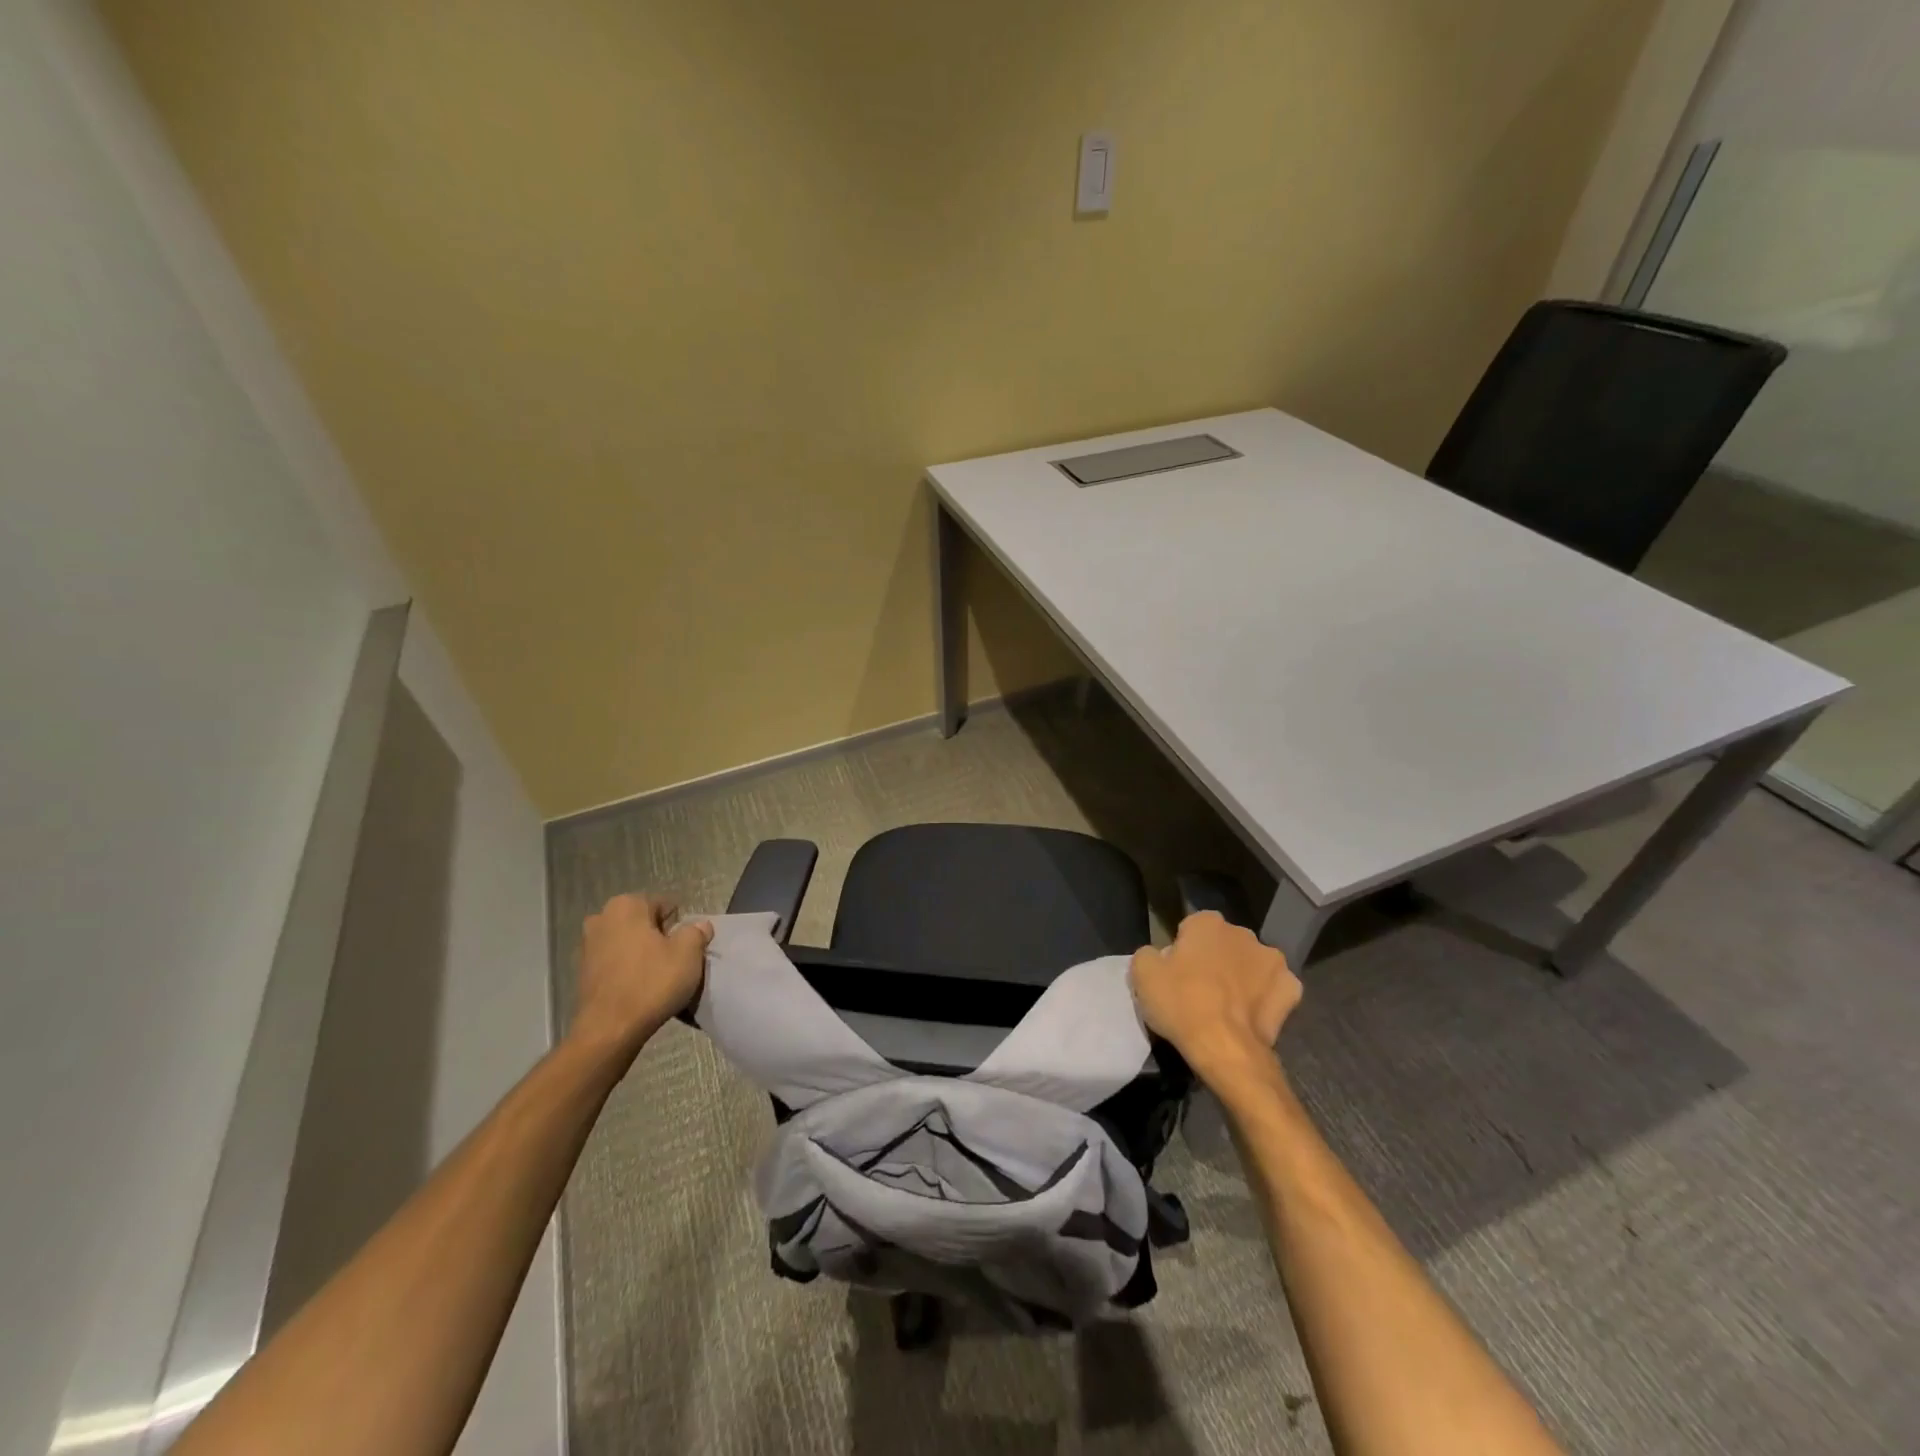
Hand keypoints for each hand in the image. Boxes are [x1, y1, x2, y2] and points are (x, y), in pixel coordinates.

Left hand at [568, 893, 712, 1065]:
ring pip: (628, 943)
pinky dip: (626, 970)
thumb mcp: (689, 953)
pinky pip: (614, 962)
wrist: (609, 1030)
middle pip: (644, 923)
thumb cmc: (652, 983)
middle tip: (671, 963)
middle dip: (658, 938)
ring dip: (641, 954)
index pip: (665, 906)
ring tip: (654, 979)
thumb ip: (697, 932)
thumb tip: (699, 926)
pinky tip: (636, 989)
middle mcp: (601, 918)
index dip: (679, 927)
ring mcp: (587, 945)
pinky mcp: (581, 972)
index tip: (683, 950)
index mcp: (626, 905)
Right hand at [1129, 911, 1301, 1085]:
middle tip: (1199, 990)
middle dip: (1215, 959)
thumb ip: (1149, 954)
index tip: (1176, 973)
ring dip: (1242, 977)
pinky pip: (1274, 989)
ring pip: (1252, 965)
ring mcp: (1273, 961)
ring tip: (1227, 1007)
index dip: (1183, 950)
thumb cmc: (1181, 1004)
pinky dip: (1265, 998)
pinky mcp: (1292, 990)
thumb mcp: (1142, 974)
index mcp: (1208, 923)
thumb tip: (1160, 956)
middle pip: (1224, 944)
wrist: (1226, 1049)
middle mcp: (1244, 933)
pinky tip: (1251, 1016)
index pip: (1192, 928)